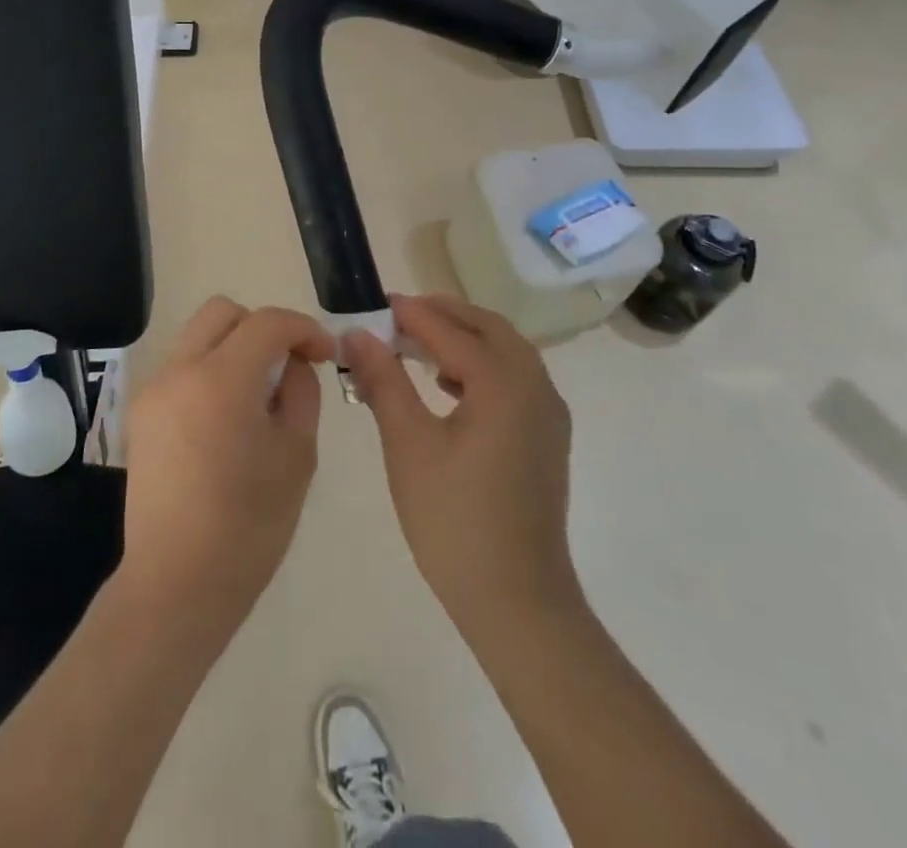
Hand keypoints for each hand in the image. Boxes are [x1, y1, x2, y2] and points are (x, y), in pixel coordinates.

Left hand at [118, 298, 333, 636]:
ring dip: (235, 347)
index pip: (267, 323)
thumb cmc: (249, 526)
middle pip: (223, 312)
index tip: (325, 355)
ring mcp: (153, 390)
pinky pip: (182, 367)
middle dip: (263, 327)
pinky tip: (227, 417)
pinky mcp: (140, 413)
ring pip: (199, 336)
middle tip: (288, 365)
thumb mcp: (297, 455)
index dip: (303, 328)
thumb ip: (301, 392)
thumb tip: (294, 363)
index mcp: (221, 380)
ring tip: (259, 394)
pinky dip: (211, 370)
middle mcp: (179, 371)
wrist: (176, 585)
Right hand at [344, 294, 582, 645]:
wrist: (517, 602)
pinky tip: (449, 386)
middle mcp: (535, 387)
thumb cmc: (454, 521)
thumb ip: (384, 381)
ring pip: (506, 352)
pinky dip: (482, 366)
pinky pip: (516, 379)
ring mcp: (548, 413)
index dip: (412, 315)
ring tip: (418, 346)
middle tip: (400, 317)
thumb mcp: (408, 444)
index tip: (377, 304)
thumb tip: (358, 335)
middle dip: (444, 316)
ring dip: (464, 339)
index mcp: (504, 383)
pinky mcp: (547, 437)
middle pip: (489, 329)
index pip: (451, 331)